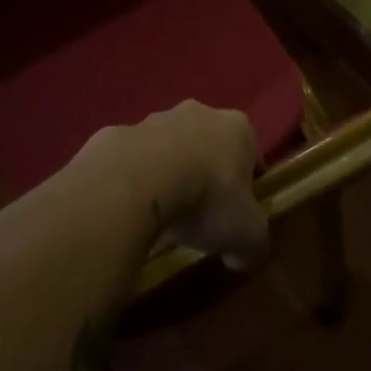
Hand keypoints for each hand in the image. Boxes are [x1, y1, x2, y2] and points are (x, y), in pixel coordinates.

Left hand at [83, 102, 268, 269]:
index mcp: (237, 129)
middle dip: (204, 173)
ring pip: (167, 147)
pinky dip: (132, 179)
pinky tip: (130, 207)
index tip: (237, 212)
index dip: (245, 184)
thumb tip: (243, 257)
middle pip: (207, 144)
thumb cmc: (207, 198)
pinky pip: (130, 159)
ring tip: (161, 214)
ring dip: (166, 172)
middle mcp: (198, 113)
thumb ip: (253, 245)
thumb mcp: (247, 235)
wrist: (138, 181)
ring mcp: (153, 119)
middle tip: (200, 212)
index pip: (249, 153)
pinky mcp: (116, 133)